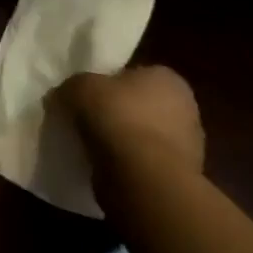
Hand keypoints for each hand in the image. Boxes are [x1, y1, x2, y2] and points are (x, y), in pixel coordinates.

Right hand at [58, 65, 204, 178]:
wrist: (143, 178)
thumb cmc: (116, 116)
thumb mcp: (78, 86)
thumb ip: (73, 87)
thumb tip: (63, 96)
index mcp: (168, 79)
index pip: (137, 73)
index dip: (111, 80)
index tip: (90, 91)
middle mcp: (186, 110)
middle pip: (143, 106)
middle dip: (119, 111)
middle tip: (88, 115)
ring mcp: (188, 149)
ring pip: (144, 136)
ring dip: (123, 140)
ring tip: (91, 143)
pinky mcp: (179, 179)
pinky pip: (145, 163)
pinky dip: (128, 164)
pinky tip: (105, 164)